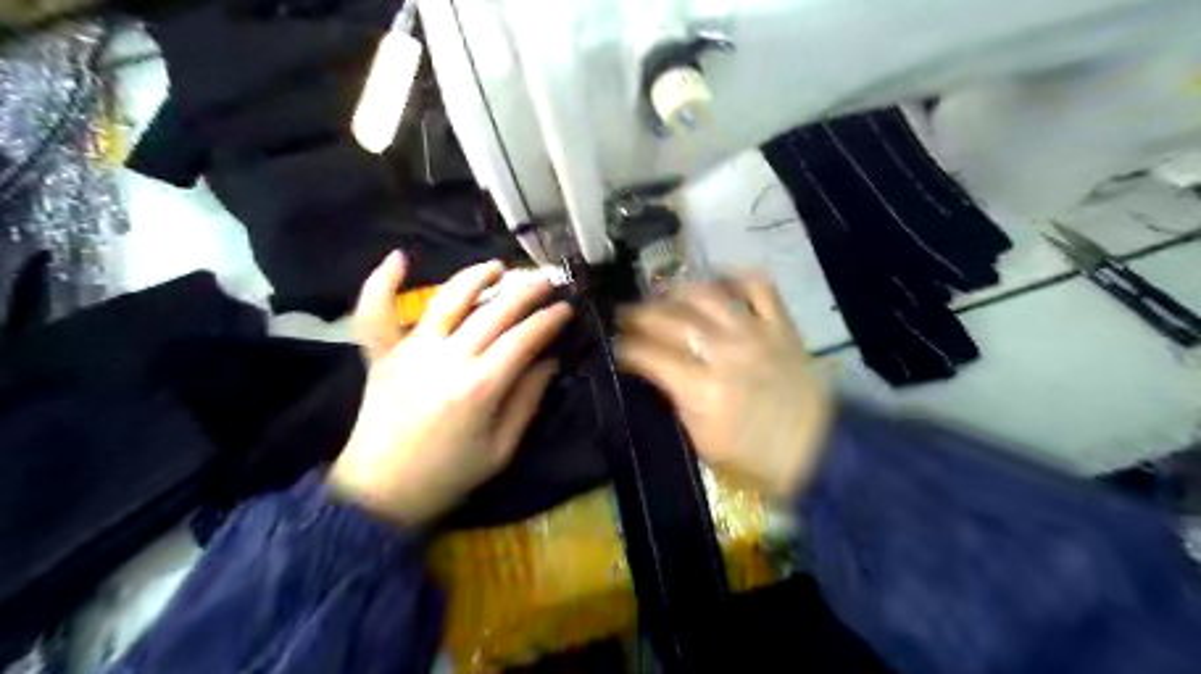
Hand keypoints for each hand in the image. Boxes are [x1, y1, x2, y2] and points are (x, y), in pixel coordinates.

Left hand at [326, 254, 572, 527]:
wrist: (380, 493)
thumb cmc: (448, 475)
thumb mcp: (501, 449)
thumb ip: (526, 400)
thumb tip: (549, 361)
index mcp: (479, 387)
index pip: (522, 340)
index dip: (548, 321)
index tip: (566, 309)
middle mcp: (446, 360)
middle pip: (493, 313)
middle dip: (525, 292)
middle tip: (547, 280)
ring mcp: (410, 353)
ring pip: (447, 301)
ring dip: (474, 277)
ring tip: (498, 266)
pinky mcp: (383, 356)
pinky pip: (376, 314)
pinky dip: (382, 284)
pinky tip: (400, 258)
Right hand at [614, 274, 832, 500]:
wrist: (818, 449)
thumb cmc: (755, 458)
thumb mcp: (703, 443)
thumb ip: (677, 403)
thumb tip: (655, 375)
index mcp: (702, 389)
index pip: (650, 355)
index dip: (626, 349)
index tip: (616, 347)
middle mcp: (725, 352)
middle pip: (672, 319)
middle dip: (640, 314)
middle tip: (626, 315)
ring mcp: (755, 333)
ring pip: (708, 295)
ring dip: (678, 291)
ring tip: (663, 294)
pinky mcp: (780, 326)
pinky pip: (759, 287)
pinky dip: (737, 278)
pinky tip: (718, 281)